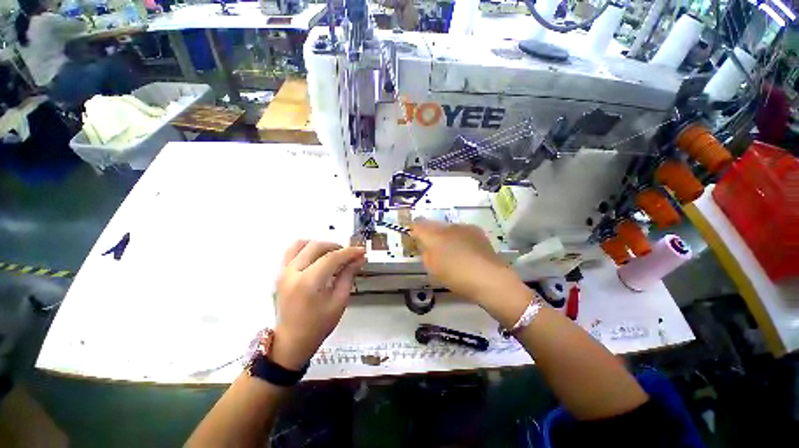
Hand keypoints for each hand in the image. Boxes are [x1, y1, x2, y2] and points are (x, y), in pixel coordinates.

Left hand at [270, 240, 365, 369]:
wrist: (291, 342)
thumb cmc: (318, 325)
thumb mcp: (339, 301)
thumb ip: (348, 275)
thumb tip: (360, 259)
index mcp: (308, 282)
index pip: (331, 257)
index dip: (349, 252)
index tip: (361, 251)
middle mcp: (292, 272)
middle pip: (316, 246)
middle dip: (335, 247)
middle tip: (348, 255)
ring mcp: (283, 272)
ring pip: (301, 244)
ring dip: (319, 245)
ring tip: (332, 254)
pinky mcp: (280, 274)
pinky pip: (292, 252)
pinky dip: (306, 249)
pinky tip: (317, 258)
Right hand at [410, 219, 532, 325]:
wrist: (490, 278)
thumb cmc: (456, 275)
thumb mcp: (432, 267)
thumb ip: (424, 252)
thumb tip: (423, 244)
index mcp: (434, 235)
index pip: (418, 224)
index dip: (413, 230)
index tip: (414, 239)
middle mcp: (448, 226)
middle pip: (433, 225)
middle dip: (430, 234)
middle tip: (432, 250)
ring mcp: (464, 227)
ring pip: (448, 229)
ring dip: (445, 237)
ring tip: (451, 253)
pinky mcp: (477, 231)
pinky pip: (461, 232)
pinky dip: (458, 239)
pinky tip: (465, 252)